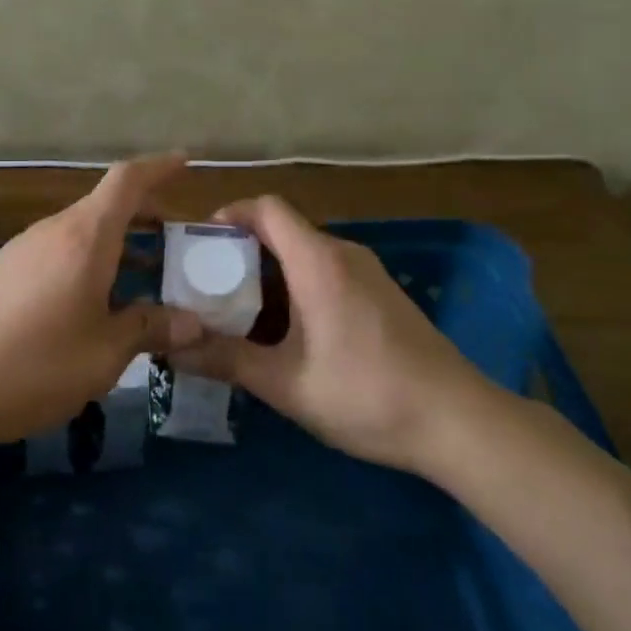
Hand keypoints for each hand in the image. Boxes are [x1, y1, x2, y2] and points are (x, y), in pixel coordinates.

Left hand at [0, 155, 203, 448]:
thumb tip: (192, 323)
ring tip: (147, 275)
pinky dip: (91, 261)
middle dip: (146, 216)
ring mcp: (24, 249)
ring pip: (83, 231)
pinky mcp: (4, 272)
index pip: (127, 181)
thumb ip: (148, 329)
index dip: (158, 167)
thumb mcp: (104, 353)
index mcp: (85, 236)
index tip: (185, 161)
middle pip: (106, 206)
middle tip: (180, 242)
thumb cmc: (33, 362)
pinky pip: (60, 252)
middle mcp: (54, 230)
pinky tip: (97, 301)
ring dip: (118, 243)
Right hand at [173, 195, 501, 479]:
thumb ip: (226, 360)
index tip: (200, 246)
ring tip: (239, 314)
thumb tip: (171, 348)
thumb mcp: (286, 383)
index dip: (229, 215)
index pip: (266, 208)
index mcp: (318, 261)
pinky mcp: (382, 295)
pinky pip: (326, 274)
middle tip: (208, 288)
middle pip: (282, 231)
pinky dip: (296, 289)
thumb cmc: (366, 393)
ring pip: (304, 255)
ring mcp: (368, 274)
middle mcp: (343, 254)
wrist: (459, 422)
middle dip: (241, 253)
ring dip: (269, 276)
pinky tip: (287, 334)